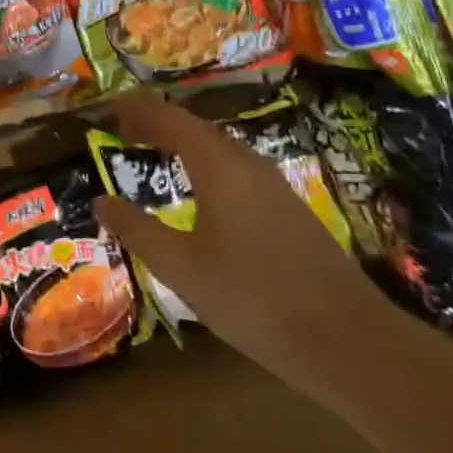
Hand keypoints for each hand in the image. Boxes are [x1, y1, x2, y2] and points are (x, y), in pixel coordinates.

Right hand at [94, 98, 391, 396]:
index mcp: (219, 166)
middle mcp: (248, 164)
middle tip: (126, 131)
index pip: (171, 119)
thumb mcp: (181, 268)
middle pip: (197, 128)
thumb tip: (102, 201)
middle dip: (159, 124)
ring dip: (185, 144)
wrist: (350, 342)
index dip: (138, 111)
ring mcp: (275, 187)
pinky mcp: (289, 211)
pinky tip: (203, 193)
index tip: (109, 110)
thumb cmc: (253, 298)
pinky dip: (207, 166)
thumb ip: (137, 230)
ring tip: (156, 154)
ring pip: (221, 149)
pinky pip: (237, 170)